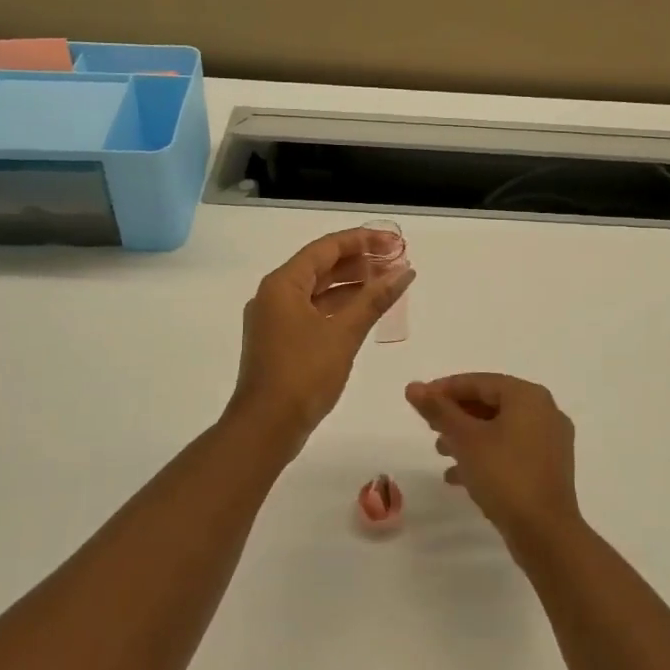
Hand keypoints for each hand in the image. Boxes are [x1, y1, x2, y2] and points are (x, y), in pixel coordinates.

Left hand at [227, 227, 413, 452]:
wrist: (265, 428)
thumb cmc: (303, 374)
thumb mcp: (343, 333)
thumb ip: (374, 299)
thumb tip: (404, 272)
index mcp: (283, 284)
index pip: (326, 248)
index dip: (362, 241)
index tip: (394, 243)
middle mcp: (274, 295)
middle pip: (321, 266)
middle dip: (359, 262)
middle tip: (396, 262)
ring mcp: (275, 319)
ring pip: (318, 290)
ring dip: (351, 285)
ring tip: (387, 283)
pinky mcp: (280, 341)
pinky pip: (313, 311)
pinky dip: (339, 307)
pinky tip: (365, 311)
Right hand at [406, 374, 579, 549]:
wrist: (546, 534)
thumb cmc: (504, 476)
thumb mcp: (465, 440)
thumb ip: (439, 410)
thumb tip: (413, 386)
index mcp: (528, 396)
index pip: (480, 382)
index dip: (446, 389)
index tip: (420, 400)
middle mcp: (545, 411)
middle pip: (491, 403)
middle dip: (457, 414)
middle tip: (430, 427)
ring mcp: (550, 441)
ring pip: (501, 428)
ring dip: (469, 437)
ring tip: (440, 452)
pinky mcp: (549, 468)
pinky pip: (512, 450)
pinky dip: (486, 456)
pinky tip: (459, 477)